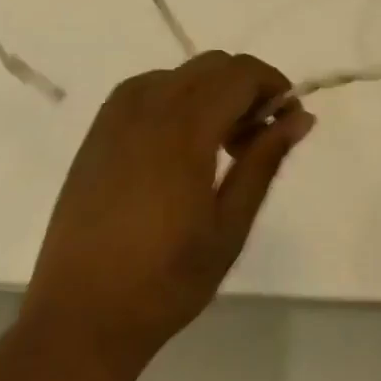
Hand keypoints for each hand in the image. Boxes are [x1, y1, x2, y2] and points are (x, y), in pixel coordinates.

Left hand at [22, 52, 313, 368]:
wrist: (80, 315)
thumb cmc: (165, 280)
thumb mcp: (229, 226)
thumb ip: (264, 161)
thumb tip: (300, 117)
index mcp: (184, 125)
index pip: (241, 72)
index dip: (273, 85)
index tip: (287, 121)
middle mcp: (149, 103)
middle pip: (214, 65)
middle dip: (245, 89)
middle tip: (254, 141)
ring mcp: (118, 111)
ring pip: (183, 73)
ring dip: (212, 93)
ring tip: (219, 149)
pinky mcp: (99, 127)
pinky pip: (150, 88)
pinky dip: (179, 100)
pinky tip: (179, 149)